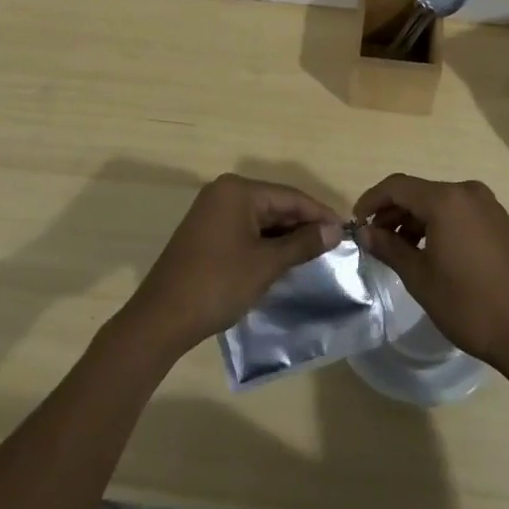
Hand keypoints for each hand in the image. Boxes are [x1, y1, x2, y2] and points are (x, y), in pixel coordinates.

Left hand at [124, 174, 342, 355]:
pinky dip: (265, 242)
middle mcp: (224, 192)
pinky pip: (245, 229)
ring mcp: (212, 212)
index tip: (346, 230)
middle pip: (275, 204)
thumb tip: (335, 230)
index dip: (320, 213)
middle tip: (334, 245)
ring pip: (260, 218)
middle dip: (303, 224)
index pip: (290, 196)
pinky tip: (284, 258)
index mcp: (238, 190)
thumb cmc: (218, 284)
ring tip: (315, 253)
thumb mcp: (266, 264)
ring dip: (285, 235)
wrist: (162, 318)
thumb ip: (302, 243)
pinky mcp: (206, 232)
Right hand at [353, 173, 508, 371]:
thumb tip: (365, 232)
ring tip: (399, 249)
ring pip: (439, 202)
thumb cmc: (468, 305)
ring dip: (415, 219)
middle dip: (393, 212)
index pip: (398, 186)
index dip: (372, 200)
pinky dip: (438, 224)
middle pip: (419, 192)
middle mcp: (468, 192)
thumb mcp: (419, 277)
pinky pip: (459, 212)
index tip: (356, 222)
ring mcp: (488, 205)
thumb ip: (389, 248)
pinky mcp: (500, 221)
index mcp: (446, 200)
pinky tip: (429, 251)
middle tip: (375, 239)